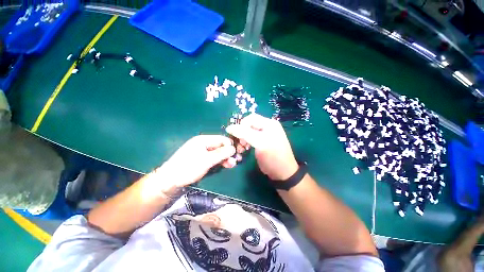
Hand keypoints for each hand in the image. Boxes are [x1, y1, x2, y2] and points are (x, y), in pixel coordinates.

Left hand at [155, 135, 236, 189]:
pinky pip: (214, 158)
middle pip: (221, 146)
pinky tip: (226, 165)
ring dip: (226, 158)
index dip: (230, 145)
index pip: (221, 139)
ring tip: (232, 164)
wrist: (170, 181)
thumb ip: (220, 154)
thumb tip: (233, 148)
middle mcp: (204, 144)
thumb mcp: (206, 160)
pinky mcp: (203, 159)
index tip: (237, 153)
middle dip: (229, 153)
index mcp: (203, 140)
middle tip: (237, 160)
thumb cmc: (188, 168)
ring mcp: (203, 152)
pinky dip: (221, 162)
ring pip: (219, 153)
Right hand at [226, 113, 298, 180]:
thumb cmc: (272, 157)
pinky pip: (250, 138)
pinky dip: (245, 142)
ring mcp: (265, 134)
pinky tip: (245, 149)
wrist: (283, 173)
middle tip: (240, 144)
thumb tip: (229, 128)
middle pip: (249, 125)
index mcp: (269, 123)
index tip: (237, 137)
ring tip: (242, 148)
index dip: (241, 126)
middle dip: (241, 133)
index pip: (250, 118)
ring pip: (248, 132)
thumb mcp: (259, 143)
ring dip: (242, 139)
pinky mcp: (262, 142)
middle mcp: (267, 126)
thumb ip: (244, 133)